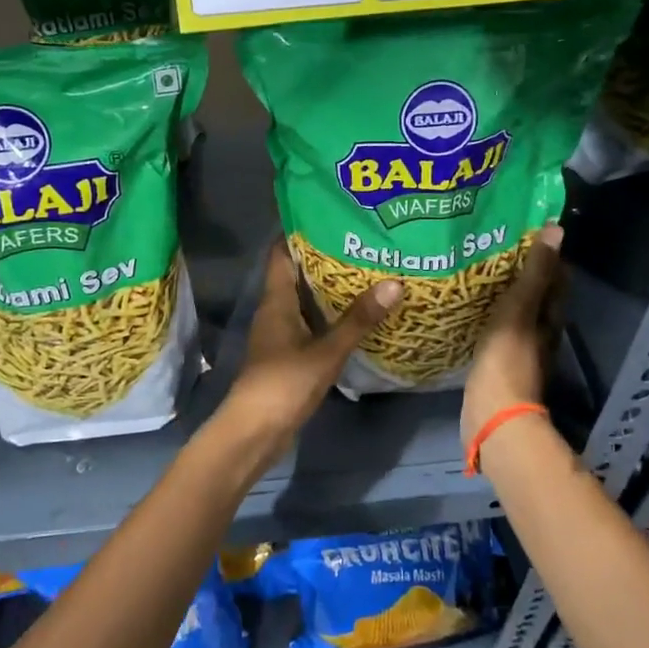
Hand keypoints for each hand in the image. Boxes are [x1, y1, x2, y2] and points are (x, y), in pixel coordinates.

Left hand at [210, 241, 401, 477]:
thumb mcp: (326, 351)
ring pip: (305, 301)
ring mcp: (280, 335)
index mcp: (276, 301)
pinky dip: (330, 317)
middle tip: (362, 242)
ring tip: (367, 273)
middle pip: (297, 275)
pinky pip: (311, 325)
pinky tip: (356, 317)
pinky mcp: (288, 356)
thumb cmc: (283, 384)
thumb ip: (358, 319)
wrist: (254, 432)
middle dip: (325, 259)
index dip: (301, 232)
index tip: (330, 215)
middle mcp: (275, 312)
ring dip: (330, 290)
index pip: (282, 253)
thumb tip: (394, 283)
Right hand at [461, 222, 564, 443]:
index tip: (523, 230)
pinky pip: (496, 330)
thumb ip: (534, 272)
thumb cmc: (507, 359)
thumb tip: (556, 229)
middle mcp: (541, 332)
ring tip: (477, 270)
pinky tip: (469, 308)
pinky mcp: (499, 363)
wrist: (492, 416)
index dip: (545, 253)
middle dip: (521, 271)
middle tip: (493, 246)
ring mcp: (520, 350)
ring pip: (516, 312)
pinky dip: (488, 315)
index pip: (556, 277)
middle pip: (537, 294)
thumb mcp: (519, 309)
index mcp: (550, 317)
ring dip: (503, 293)